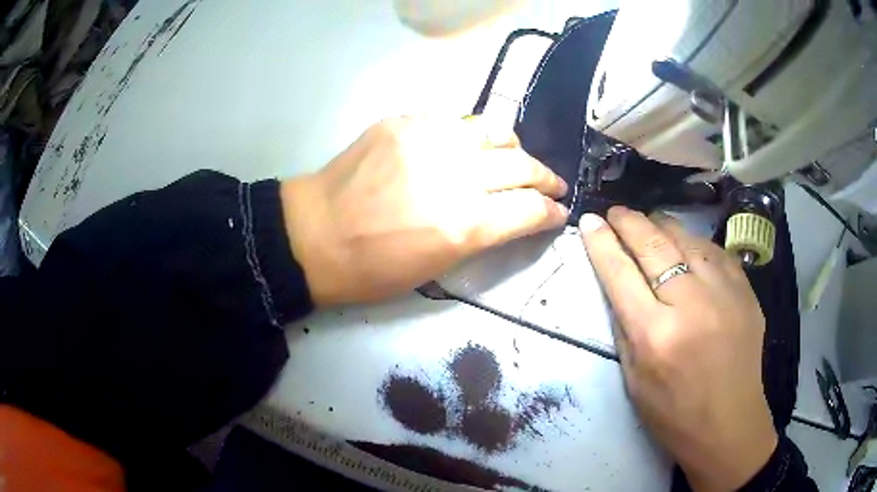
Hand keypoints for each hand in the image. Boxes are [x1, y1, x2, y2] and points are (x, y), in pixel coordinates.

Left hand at [281, 115, 568, 305]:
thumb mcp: (437, 266)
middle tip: (550, 185)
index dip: (550, 212)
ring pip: (494, 132)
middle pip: (522, 165)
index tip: (557, 213)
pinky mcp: (404, 121)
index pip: (529, 208)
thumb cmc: (372, 268)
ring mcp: (428, 139)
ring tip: (515, 159)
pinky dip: (472, 137)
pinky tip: (467, 149)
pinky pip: (455, 122)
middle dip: (545, 178)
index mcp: (463, 225)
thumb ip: (483, 233)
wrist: (313, 234)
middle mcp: (454, 175)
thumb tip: (513, 214)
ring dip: (514, 149)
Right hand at [579, 207, 776, 491]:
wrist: (729, 424)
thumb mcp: (634, 379)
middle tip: (615, 212)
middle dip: (629, 221)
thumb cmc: (673, 413)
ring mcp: (724, 292)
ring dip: (662, 226)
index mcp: (655, 335)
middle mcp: (691, 304)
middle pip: (654, 244)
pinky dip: (694, 242)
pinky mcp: (745, 290)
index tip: (589, 221)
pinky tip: (686, 244)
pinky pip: (714, 251)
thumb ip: (624, 326)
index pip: (620, 272)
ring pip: (687, 238)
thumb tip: (617, 281)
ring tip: (648, 223)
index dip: (601, 242)